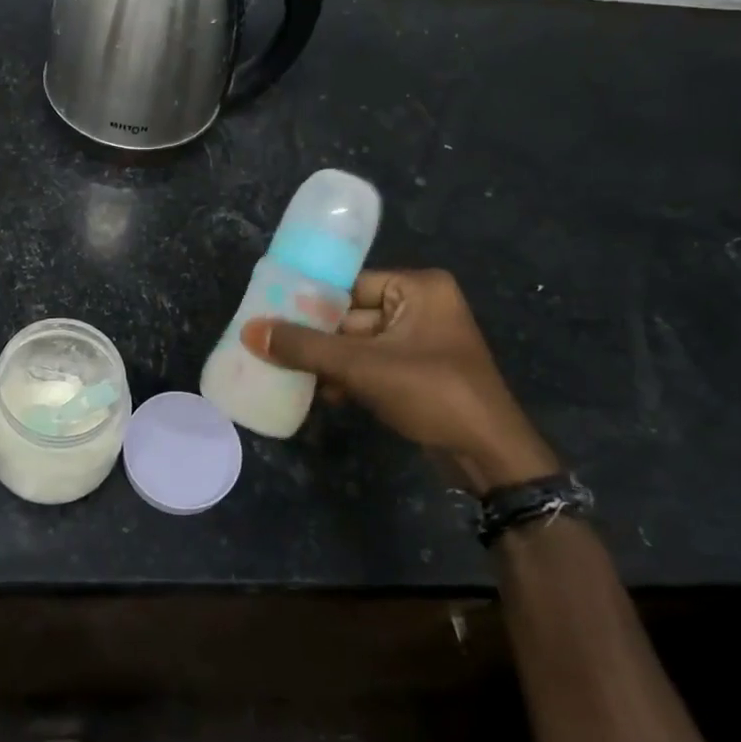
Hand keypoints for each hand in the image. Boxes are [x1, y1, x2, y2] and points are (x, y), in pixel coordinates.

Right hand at [242, 268, 559, 492]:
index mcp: (418, 288)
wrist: (490, 457)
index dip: (309, 301)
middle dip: (316, 338)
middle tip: (272, 347)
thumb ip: (305, 347)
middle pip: (350, 315)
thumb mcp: (362, 366)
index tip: (270, 313)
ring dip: (329, 362)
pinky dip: (349, 377)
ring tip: (290, 374)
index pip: (349, 285)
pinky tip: (323, 395)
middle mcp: (422, 305)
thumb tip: (250, 331)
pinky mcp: (418, 371)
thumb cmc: (432, 393)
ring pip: (358, 343)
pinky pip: (372, 364)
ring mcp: (422, 341)